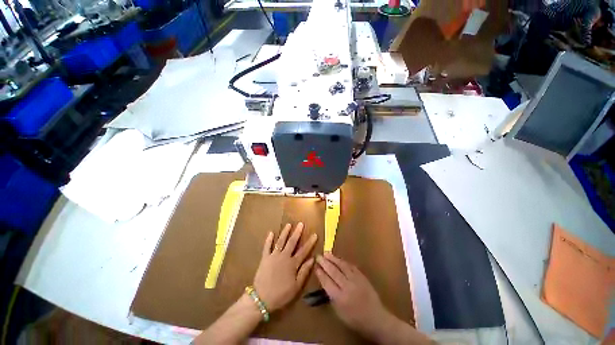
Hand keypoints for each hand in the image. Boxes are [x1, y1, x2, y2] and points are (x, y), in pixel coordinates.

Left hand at [253, 223, 316, 311]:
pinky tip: (270, 232)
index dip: (310, 242)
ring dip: (285, 232)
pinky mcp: (265, 258)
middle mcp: (284, 257)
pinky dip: (268, 240)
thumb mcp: (296, 286)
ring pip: (280, 241)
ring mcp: (273, 256)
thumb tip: (312, 259)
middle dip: (297, 232)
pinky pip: (267, 247)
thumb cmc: (281, 294)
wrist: (261, 299)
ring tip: (288, 224)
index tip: (314, 234)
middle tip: (301, 224)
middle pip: (292, 242)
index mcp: (293, 264)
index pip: (304, 251)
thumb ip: (304, 271)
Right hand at [315, 252, 389, 337]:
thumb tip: (325, 281)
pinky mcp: (362, 276)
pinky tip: (338, 258)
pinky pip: (351, 266)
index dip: (320, 273)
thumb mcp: (339, 312)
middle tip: (318, 256)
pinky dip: (343, 261)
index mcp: (340, 298)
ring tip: (326, 254)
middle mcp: (347, 287)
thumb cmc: (355, 319)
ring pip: (342, 266)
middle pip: (333, 272)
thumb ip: (331, 297)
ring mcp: (356, 280)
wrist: (375, 318)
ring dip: (333, 259)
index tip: (316, 266)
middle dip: (325, 263)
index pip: (327, 282)